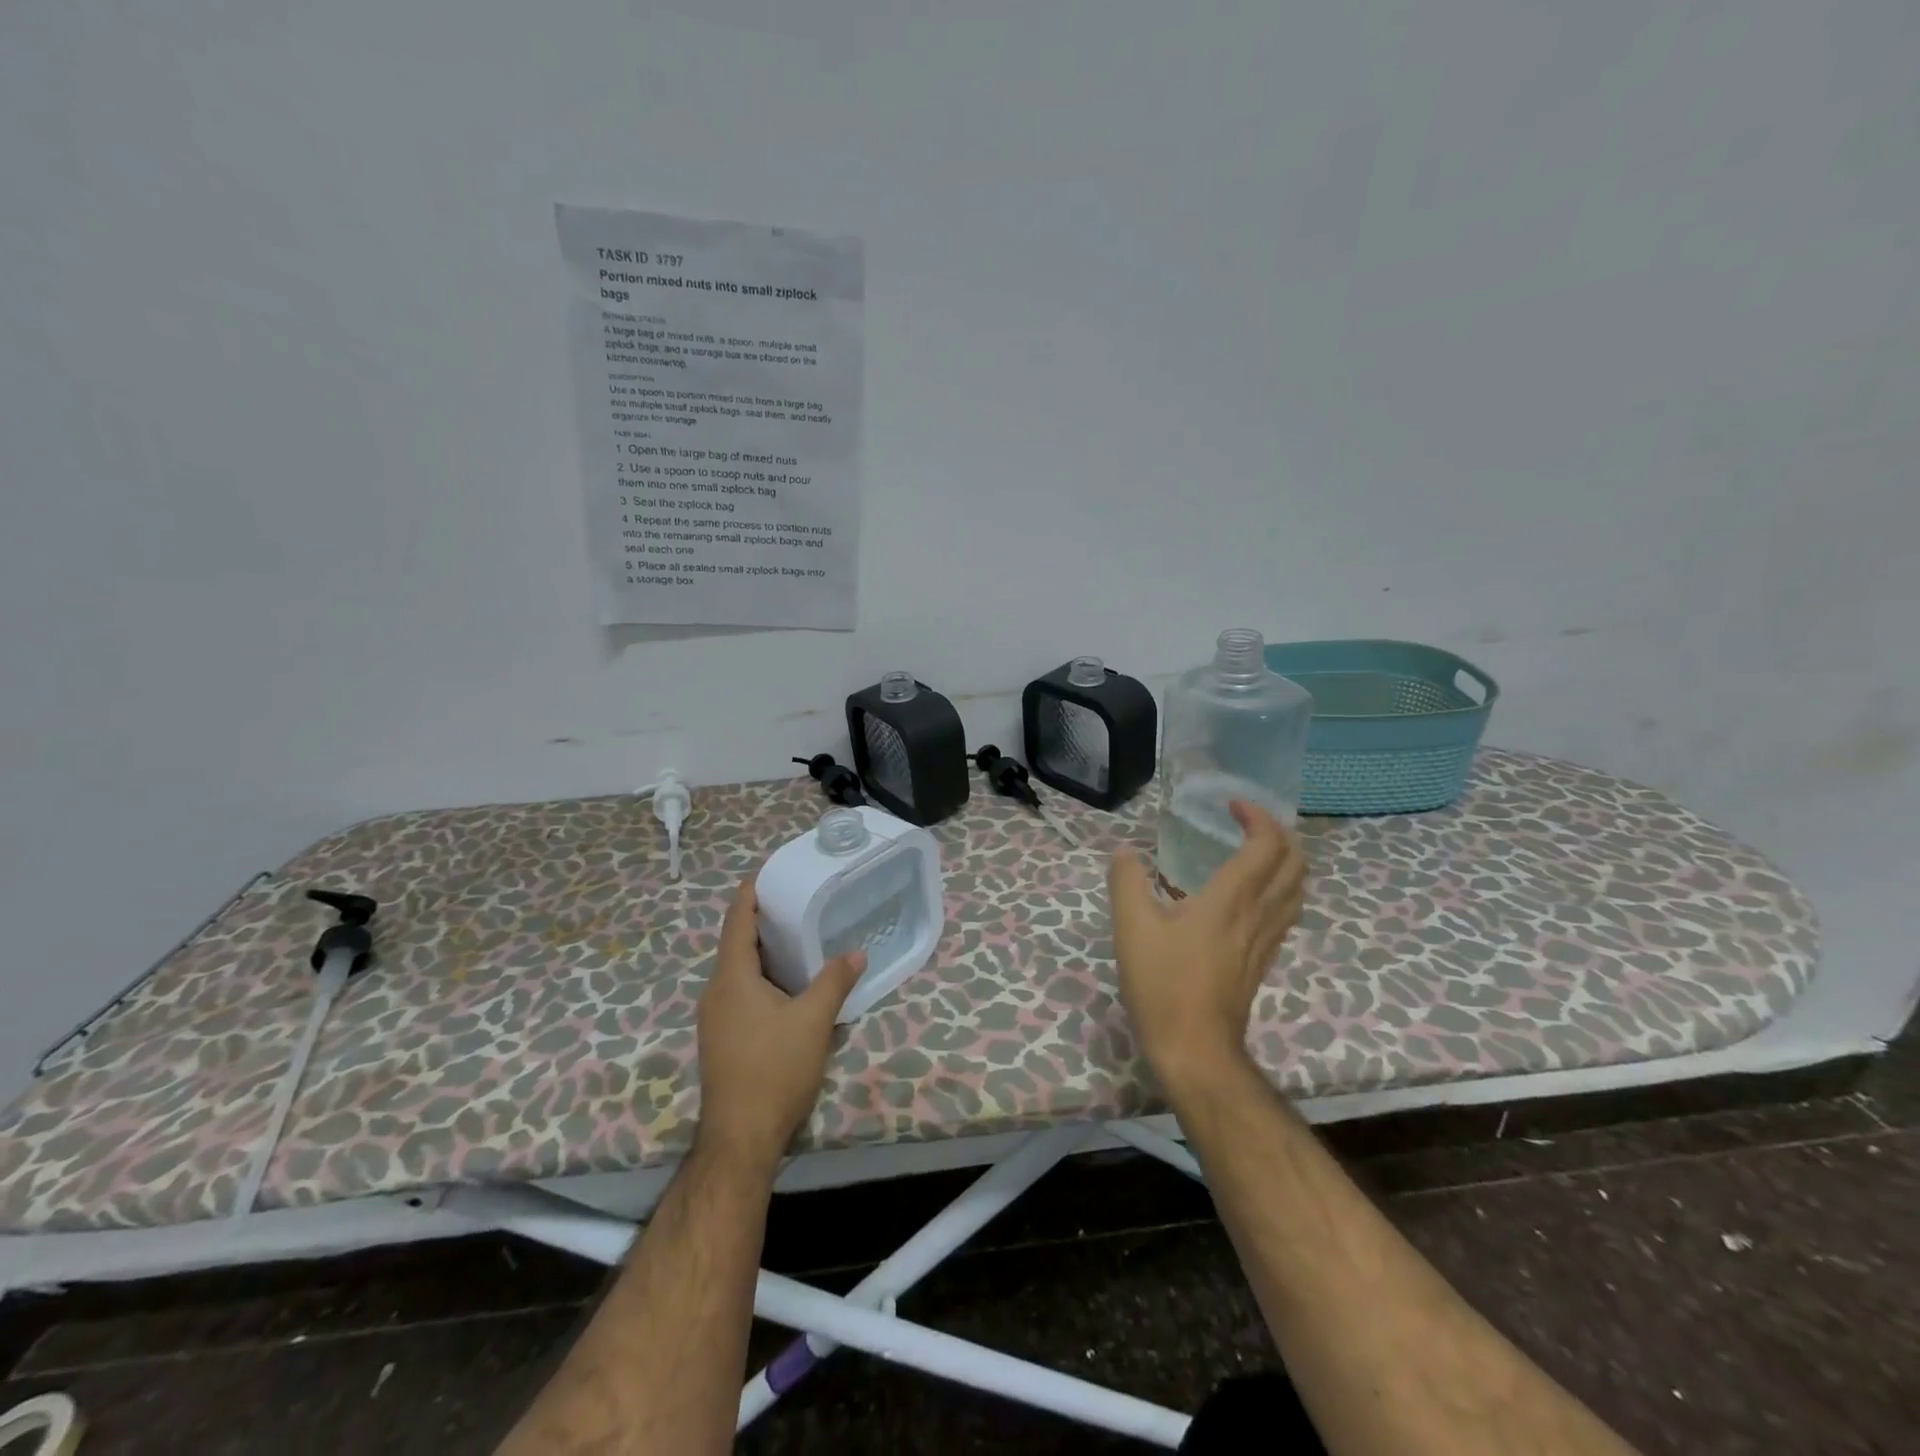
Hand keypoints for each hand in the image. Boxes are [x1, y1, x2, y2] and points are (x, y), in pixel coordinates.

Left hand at [695, 873, 866, 1168]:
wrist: (741, 1138)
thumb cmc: (774, 1069)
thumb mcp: (814, 1020)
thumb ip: (835, 981)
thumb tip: (856, 952)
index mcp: (732, 977)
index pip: (738, 918)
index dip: (751, 891)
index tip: (770, 869)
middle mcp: (717, 991)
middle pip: (737, 942)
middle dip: (764, 919)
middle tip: (798, 900)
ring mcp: (715, 1017)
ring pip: (739, 970)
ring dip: (765, 951)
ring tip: (799, 937)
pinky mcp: (722, 1038)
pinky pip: (741, 992)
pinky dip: (763, 977)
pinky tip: (789, 986)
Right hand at [1109, 801, 1306, 1092]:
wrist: (1195, 1049)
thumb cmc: (1163, 985)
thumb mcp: (1132, 928)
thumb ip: (1127, 883)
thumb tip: (1125, 852)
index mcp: (1231, 899)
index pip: (1267, 844)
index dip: (1258, 816)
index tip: (1232, 805)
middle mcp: (1259, 913)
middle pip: (1295, 863)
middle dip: (1279, 833)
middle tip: (1248, 822)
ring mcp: (1266, 939)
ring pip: (1297, 889)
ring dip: (1286, 860)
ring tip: (1257, 851)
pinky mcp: (1264, 960)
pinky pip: (1287, 912)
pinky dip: (1281, 888)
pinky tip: (1254, 896)